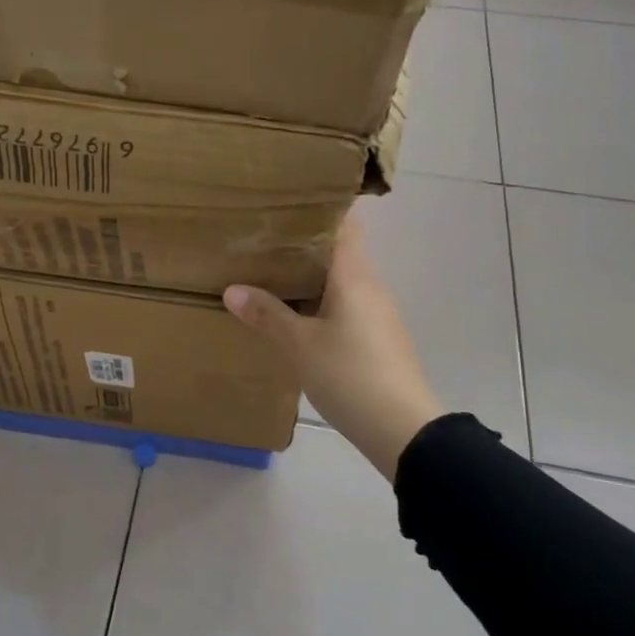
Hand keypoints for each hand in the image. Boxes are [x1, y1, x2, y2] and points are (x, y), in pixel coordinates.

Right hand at [224, 214, 438, 482]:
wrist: (402, 429)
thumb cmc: (350, 374)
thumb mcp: (299, 345)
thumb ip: (266, 314)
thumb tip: (232, 289)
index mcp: (354, 275)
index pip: (344, 224)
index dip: (319, 210)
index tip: (285, 205)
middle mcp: (370, 286)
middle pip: (339, 251)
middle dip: (304, 245)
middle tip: (263, 241)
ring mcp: (378, 313)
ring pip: (341, 281)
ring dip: (311, 277)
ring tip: (271, 275)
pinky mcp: (378, 338)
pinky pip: (346, 306)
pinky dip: (321, 302)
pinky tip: (296, 316)